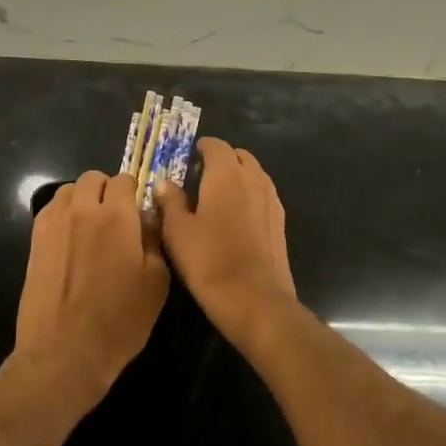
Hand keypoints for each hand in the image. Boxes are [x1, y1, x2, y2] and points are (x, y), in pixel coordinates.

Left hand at [14, 170, 169, 411]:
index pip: (125, 180)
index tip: (138, 214)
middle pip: (93, 178)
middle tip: (115, 218)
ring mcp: (53, 222)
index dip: (134, 193)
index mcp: (116, 215)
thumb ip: (154, 239)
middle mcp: (82, 209)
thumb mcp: (156, 282)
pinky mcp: (34, 239)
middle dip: (106, 190)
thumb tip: (146, 216)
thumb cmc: (119, 320)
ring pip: (69, 190)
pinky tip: (70, 240)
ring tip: (90, 227)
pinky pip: (51, 210)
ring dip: (82, 199)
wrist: (64, 352)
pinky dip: (63, 214)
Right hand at [154, 139, 297, 348]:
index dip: (200, 148)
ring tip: (216, 198)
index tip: (186, 160)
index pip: (215, 145)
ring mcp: (271, 199)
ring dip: (237, 177)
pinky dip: (249, 196)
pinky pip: (263, 195)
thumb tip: (165, 183)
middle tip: (199, 179)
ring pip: (254, 174)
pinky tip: (234, 219)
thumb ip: (170, 201)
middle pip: (238, 156)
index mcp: (226, 174)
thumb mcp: (177, 231)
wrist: (254, 299)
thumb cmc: (209, 260)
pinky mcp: (280, 221)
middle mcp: (253, 178)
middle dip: (221, 160)